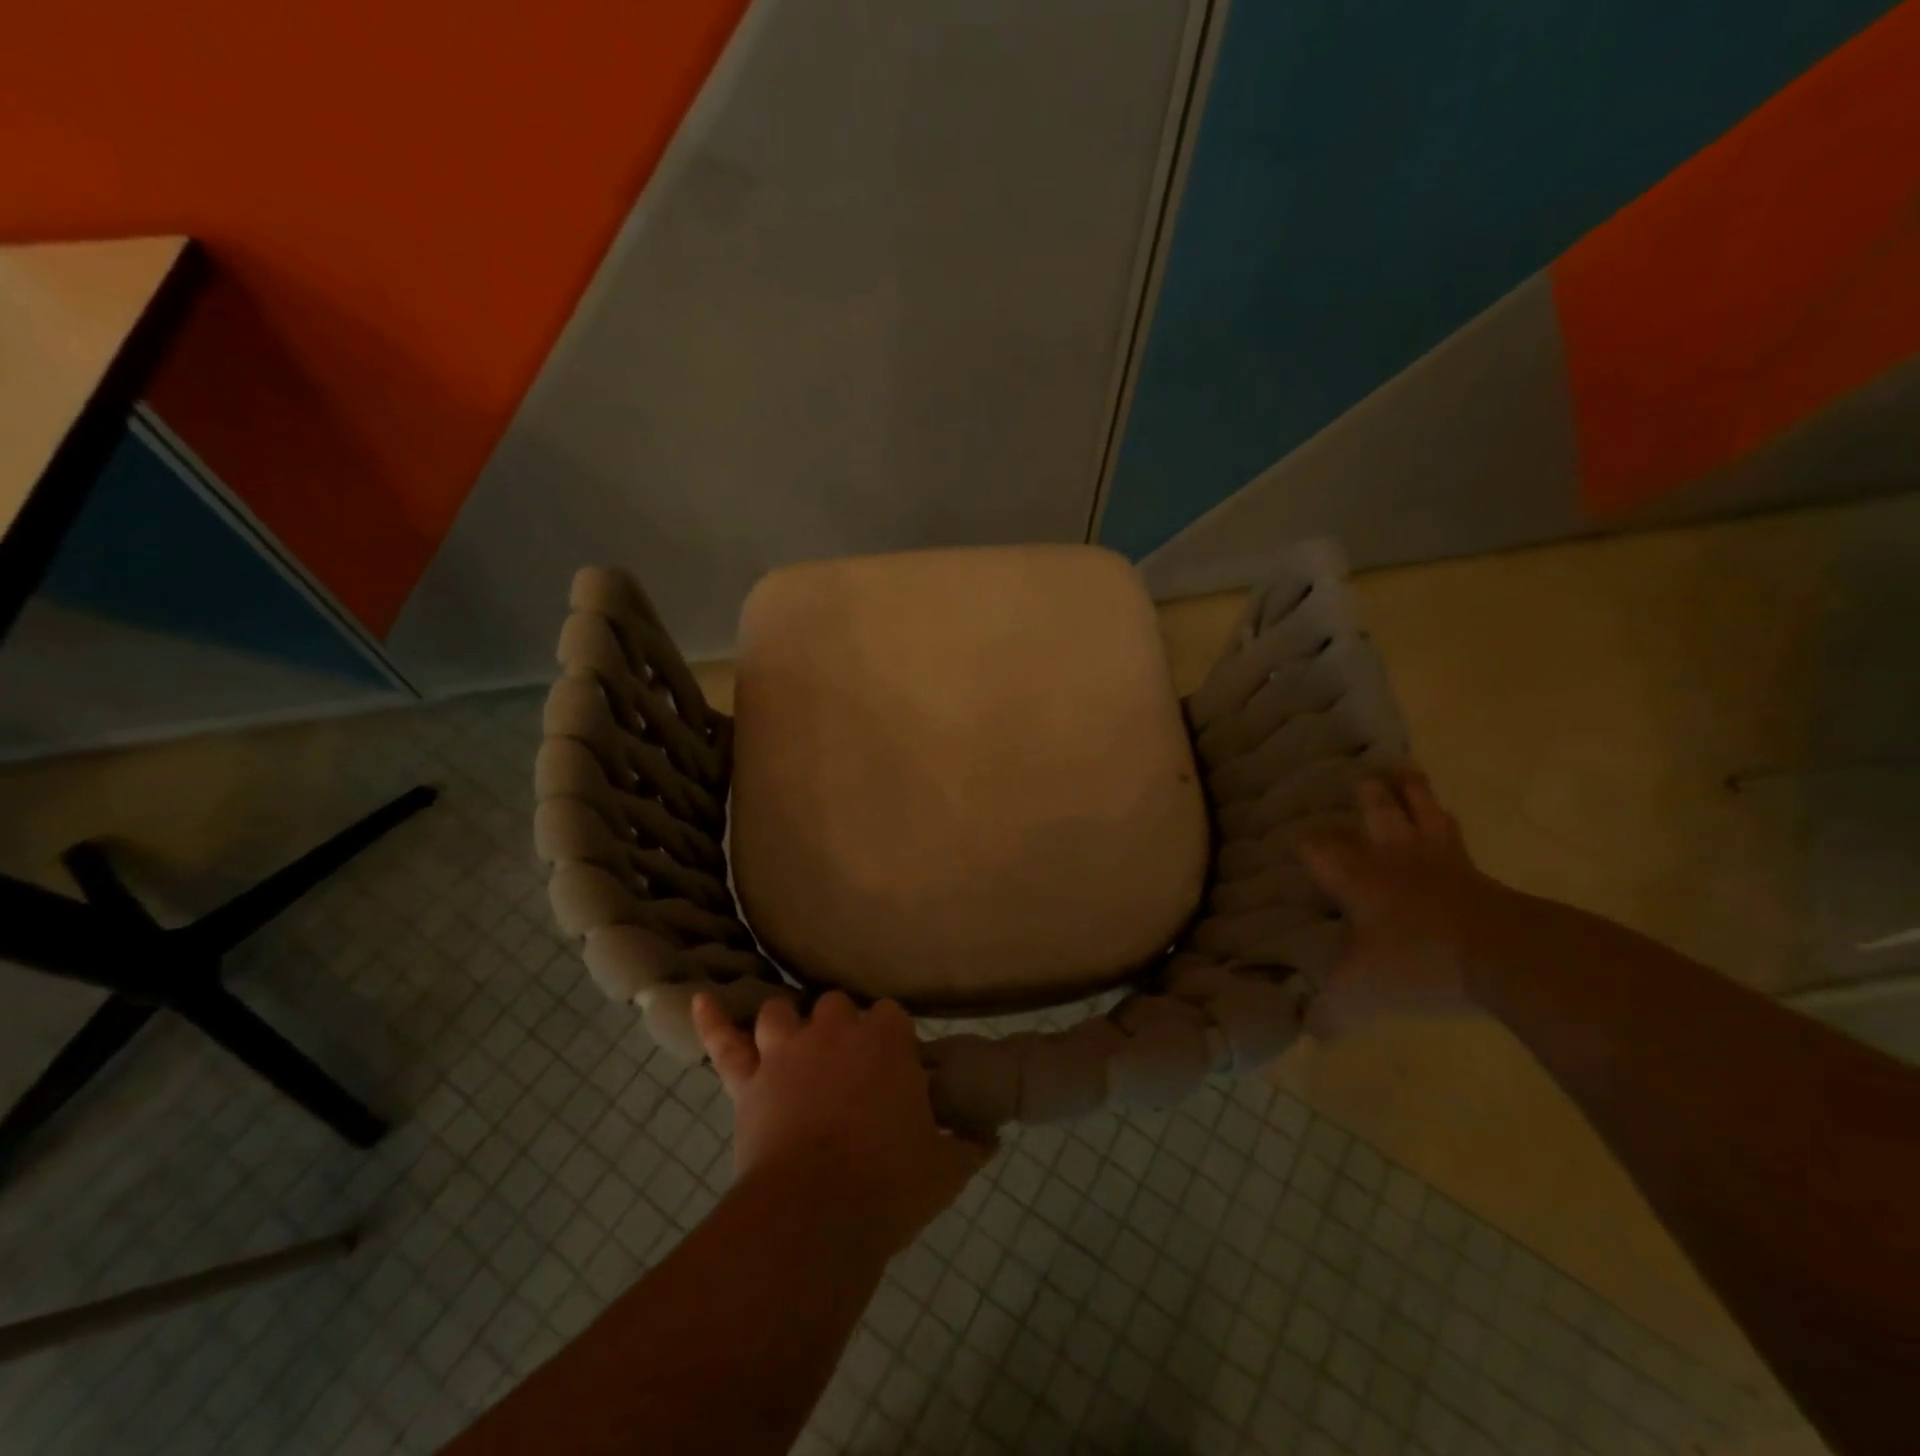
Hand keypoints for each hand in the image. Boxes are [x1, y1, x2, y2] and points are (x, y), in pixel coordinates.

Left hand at [692, 991, 995, 1253]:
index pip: (890, 1016)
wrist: (816, 1214)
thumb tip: (992, 1137)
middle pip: (836, 1006)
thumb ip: (969, 1146)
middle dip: (841, 1028)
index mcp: (886, 1041)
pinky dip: (711, 1020)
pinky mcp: (748, 1080)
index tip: (895, 1068)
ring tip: (791, 1045)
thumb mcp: (945, 1169)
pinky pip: (723, 1042)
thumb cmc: (888, 1184)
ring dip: (786, 1025)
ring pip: (780, 1014)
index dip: (890, 1039)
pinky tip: (698, 999)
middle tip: (847, 1067)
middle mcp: (835, 1031)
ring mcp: (786, 1051)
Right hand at [1299, 770, 1508, 1039]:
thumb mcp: (1363, 996)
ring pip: (1424, 813)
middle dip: (1368, 797)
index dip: (1304, 844)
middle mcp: (1395, 859)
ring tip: (1407, 771)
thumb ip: (1330, 1014)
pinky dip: (1450, 826)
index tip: (1295, 842)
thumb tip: (1307, 1036)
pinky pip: (1460, 840)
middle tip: (1362, 778)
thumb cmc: (1418, 963)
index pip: (1319, 850)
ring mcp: (1443, 863)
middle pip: (1378, 813)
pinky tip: (1451, 825)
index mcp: (1358, 878)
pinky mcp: (1482, 876)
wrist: (1508, 956)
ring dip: (1414, 792)